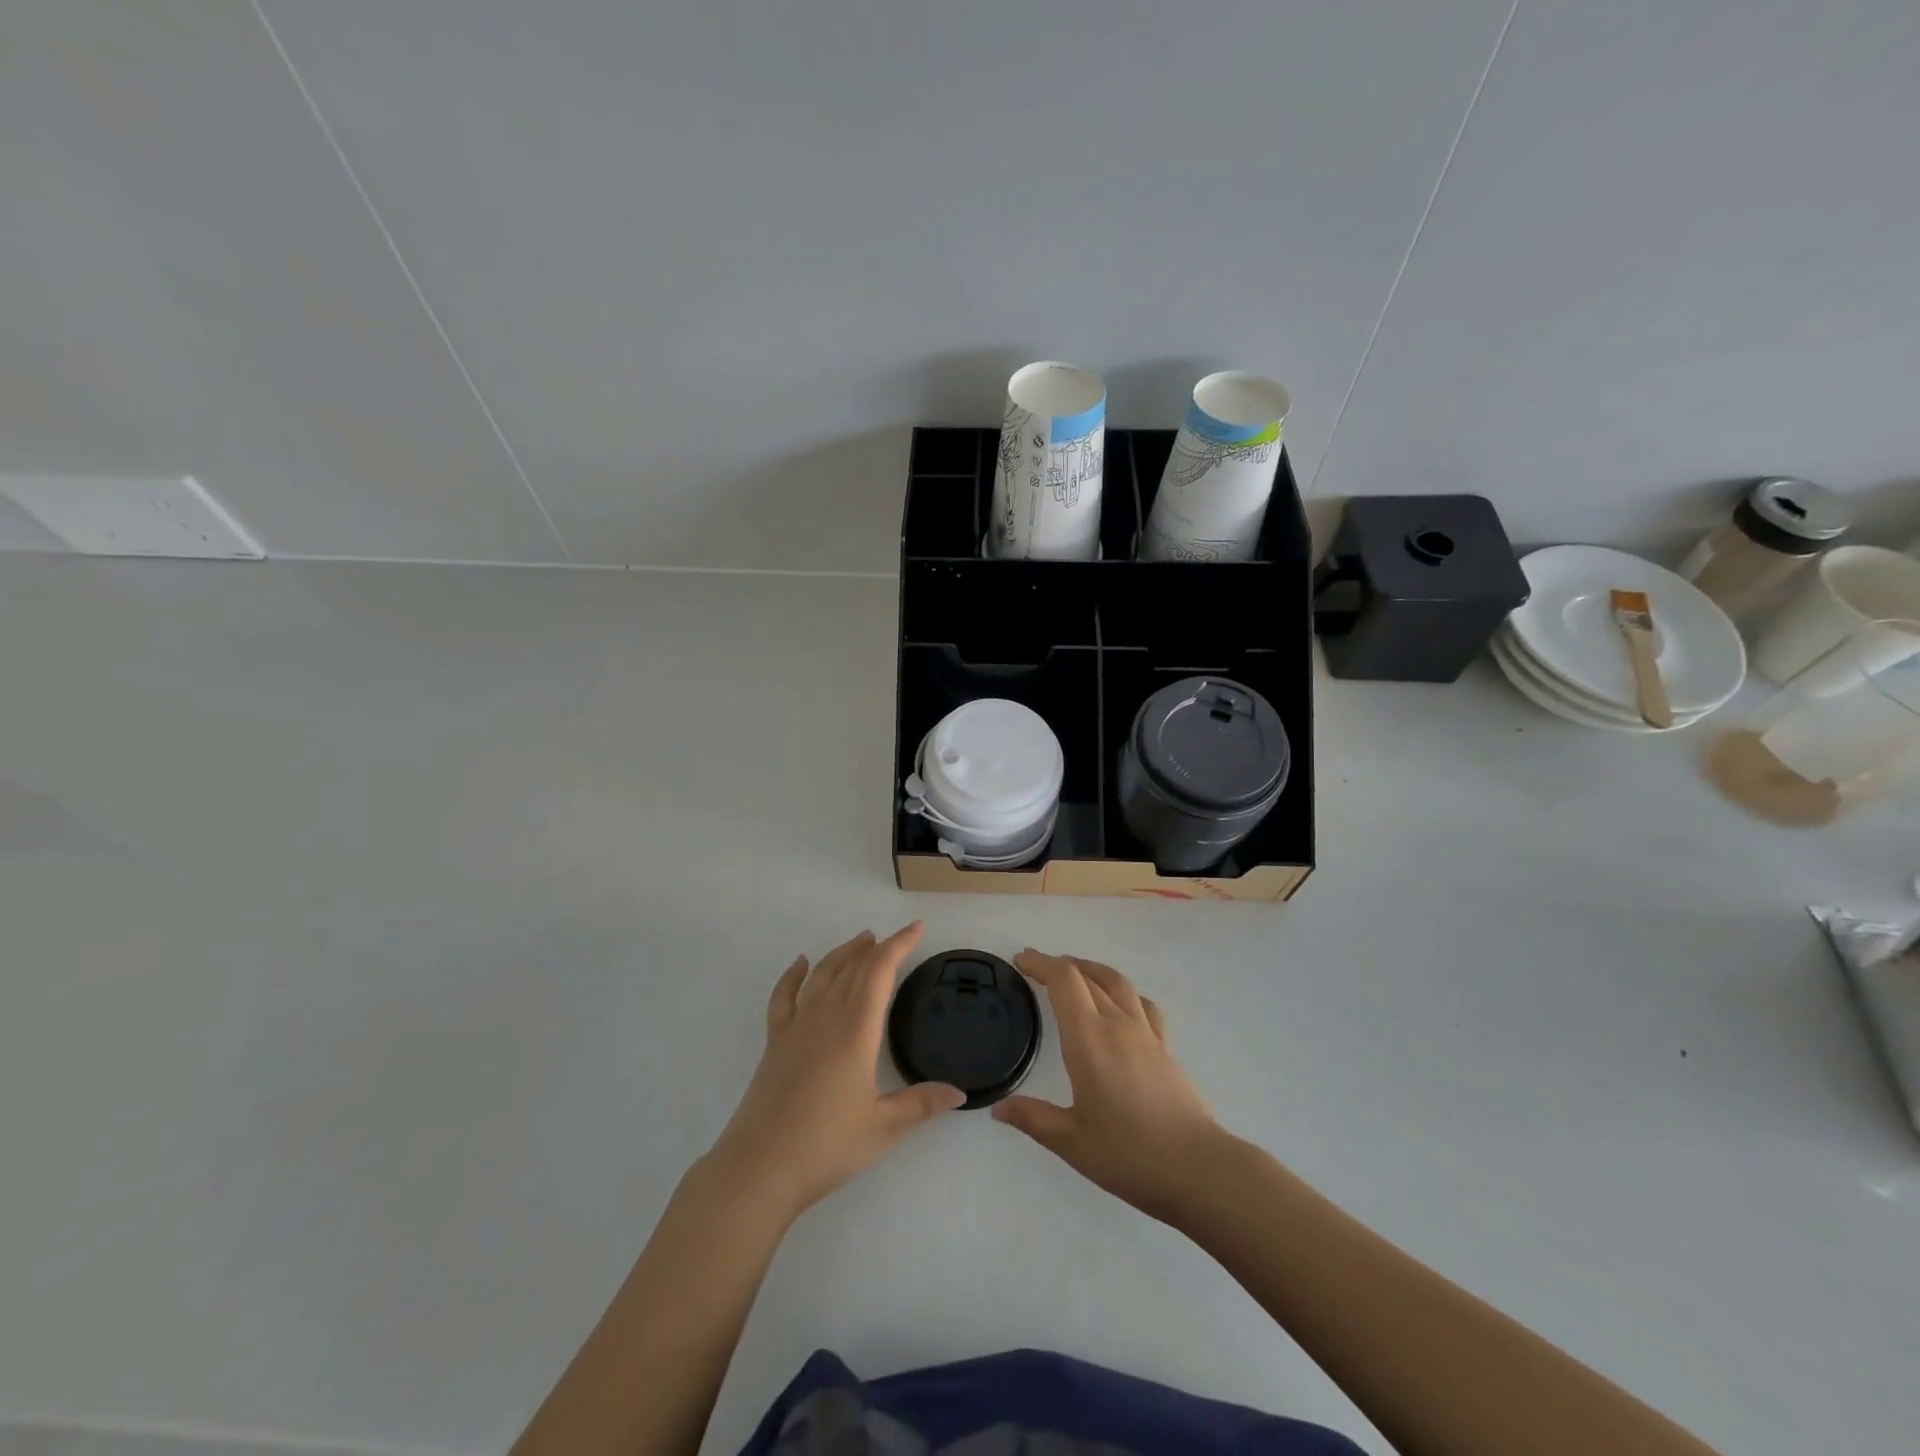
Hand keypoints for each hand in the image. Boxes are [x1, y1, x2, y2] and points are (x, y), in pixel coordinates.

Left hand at [708, 923, 963, 1219]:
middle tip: (896, 938)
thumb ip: (922, 1104)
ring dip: (843, 953)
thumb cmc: (826, 1145)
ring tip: (861, 940)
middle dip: (877, 948)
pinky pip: (784, 996)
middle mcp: (826, 1017)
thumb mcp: (883, 1128)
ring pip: (822, 974)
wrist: (759, 1167)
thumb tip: (960, 1092)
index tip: (917, 928)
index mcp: (856, 1030)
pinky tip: (801, 964)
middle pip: (853, 967)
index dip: (899, 945)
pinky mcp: (774, 1042)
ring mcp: (796, 1027)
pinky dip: (793, 975)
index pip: (880, 972)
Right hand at [993, 949, 1221, 1221]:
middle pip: (1087, 976)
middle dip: (1059, 965)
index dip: (1041, 964)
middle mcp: (1117, 1024)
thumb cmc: (1129, 1154)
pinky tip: (1120, 1005)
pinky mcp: (1165, 1048)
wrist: (1198, 1169)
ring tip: (1076, 973)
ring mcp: (1146, 1034)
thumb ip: (1033, 1119)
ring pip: (1117, 982)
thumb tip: (998, 1108)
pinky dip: (1123, 992)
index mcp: (1089, 1039)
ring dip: (1092, 970)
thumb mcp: (1071, 1142)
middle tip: (1037, 968)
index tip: (1022, 960)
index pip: (1064, 981)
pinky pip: (1142, 1004)